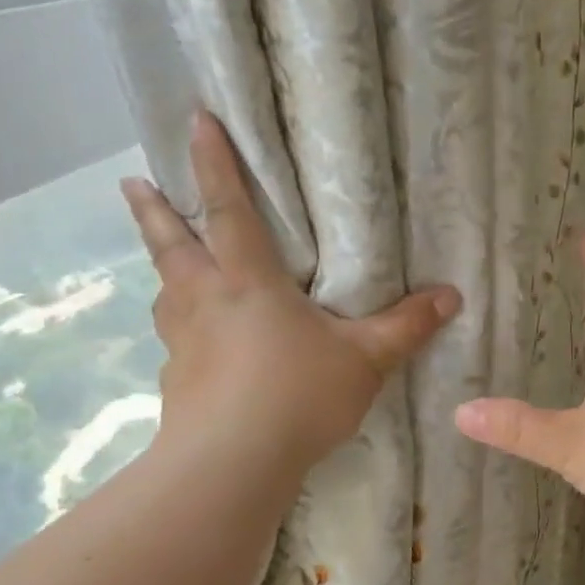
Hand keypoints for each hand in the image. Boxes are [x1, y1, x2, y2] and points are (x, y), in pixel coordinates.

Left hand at [122, 112, 459, 474]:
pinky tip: (194, 349)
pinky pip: (176, 342)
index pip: (227, 210)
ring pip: (166, 292)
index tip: (194, 121)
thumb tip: (451, 297)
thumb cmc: (298, 395)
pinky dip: (180, 331)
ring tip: (168, 266)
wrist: (231, 464)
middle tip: (133, 181)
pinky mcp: (176, 382)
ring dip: (163, 269)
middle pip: (172, 244)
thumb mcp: (366, 360)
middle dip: (154, 210)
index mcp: (248, 282)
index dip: (213, 164)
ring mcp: (183, 343)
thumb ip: (406, 326)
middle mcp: (206, 301)